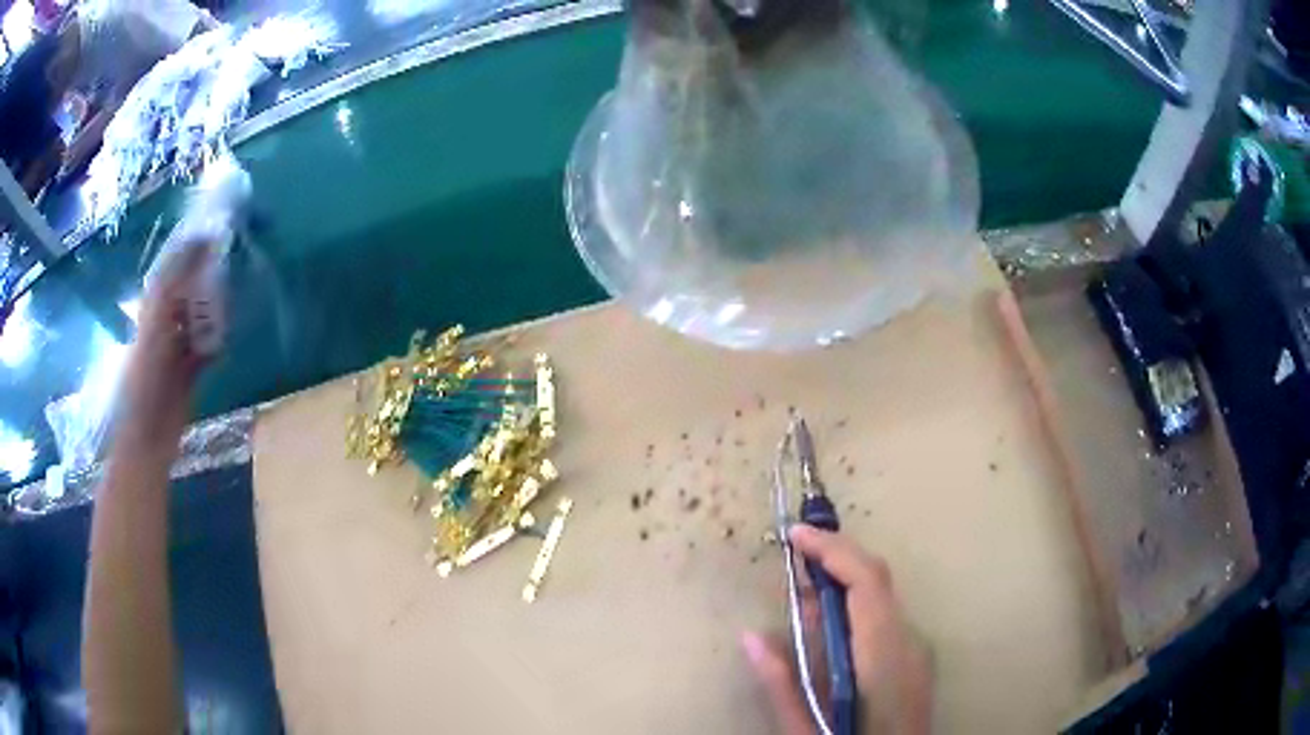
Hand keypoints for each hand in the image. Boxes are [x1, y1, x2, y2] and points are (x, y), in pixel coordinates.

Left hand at [114, 243, 212, 456]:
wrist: (148, 434)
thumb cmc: (146, 378)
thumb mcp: (156, 323)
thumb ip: (175, 286)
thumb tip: (199, 245)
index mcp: (153, 309)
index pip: (173, 269)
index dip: (190, 249)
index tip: (215, 230)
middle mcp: (164, 324)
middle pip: (187, 291)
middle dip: (206, 275)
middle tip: (230, 259)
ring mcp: (176, 350)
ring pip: (198, 318)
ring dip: (213, 308)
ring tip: (232, 294)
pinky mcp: (189, 374)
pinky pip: (206, 349)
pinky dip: (217, 342)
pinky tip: (227, 337)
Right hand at [743, 525, 931, 734]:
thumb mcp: (806, 731)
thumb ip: (781, 686)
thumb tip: (751, 637)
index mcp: (883, 660)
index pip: (867, 584)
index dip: (834, 550)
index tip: (796, 535)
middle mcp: (908, 646)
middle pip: (877, 580)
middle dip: (836, 556)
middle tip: (793, 552)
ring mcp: (917, 652)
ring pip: (881, 597)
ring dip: (842, 580)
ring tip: (801, 586)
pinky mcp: (915, 660)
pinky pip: (884, 617)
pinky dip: (854, 605)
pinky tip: (826, 624)